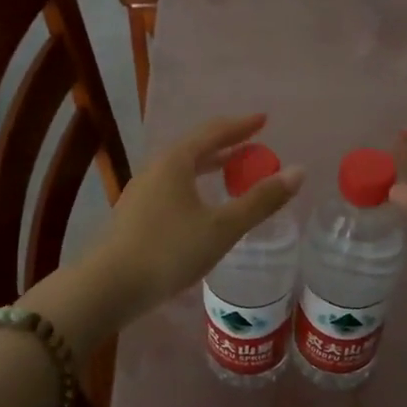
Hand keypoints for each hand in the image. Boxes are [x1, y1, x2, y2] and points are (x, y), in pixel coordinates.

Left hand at [89, 115, 303, 322]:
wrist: (108, 287)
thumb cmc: (169, 251)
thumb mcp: (222, 228)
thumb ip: (260, 200)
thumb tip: (298, 171)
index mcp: (175, 162)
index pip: (213, 132)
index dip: (241, 125)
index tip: (264, 119)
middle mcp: (155, 169)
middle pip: (195, 148)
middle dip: (225, 145)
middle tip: (252, 146)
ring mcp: (141, 192)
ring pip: (181, 169)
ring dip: (208, 166)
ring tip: (230, 172)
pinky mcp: (134, 215)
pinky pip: (172, 188)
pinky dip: (194, 186)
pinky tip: (200, 207)